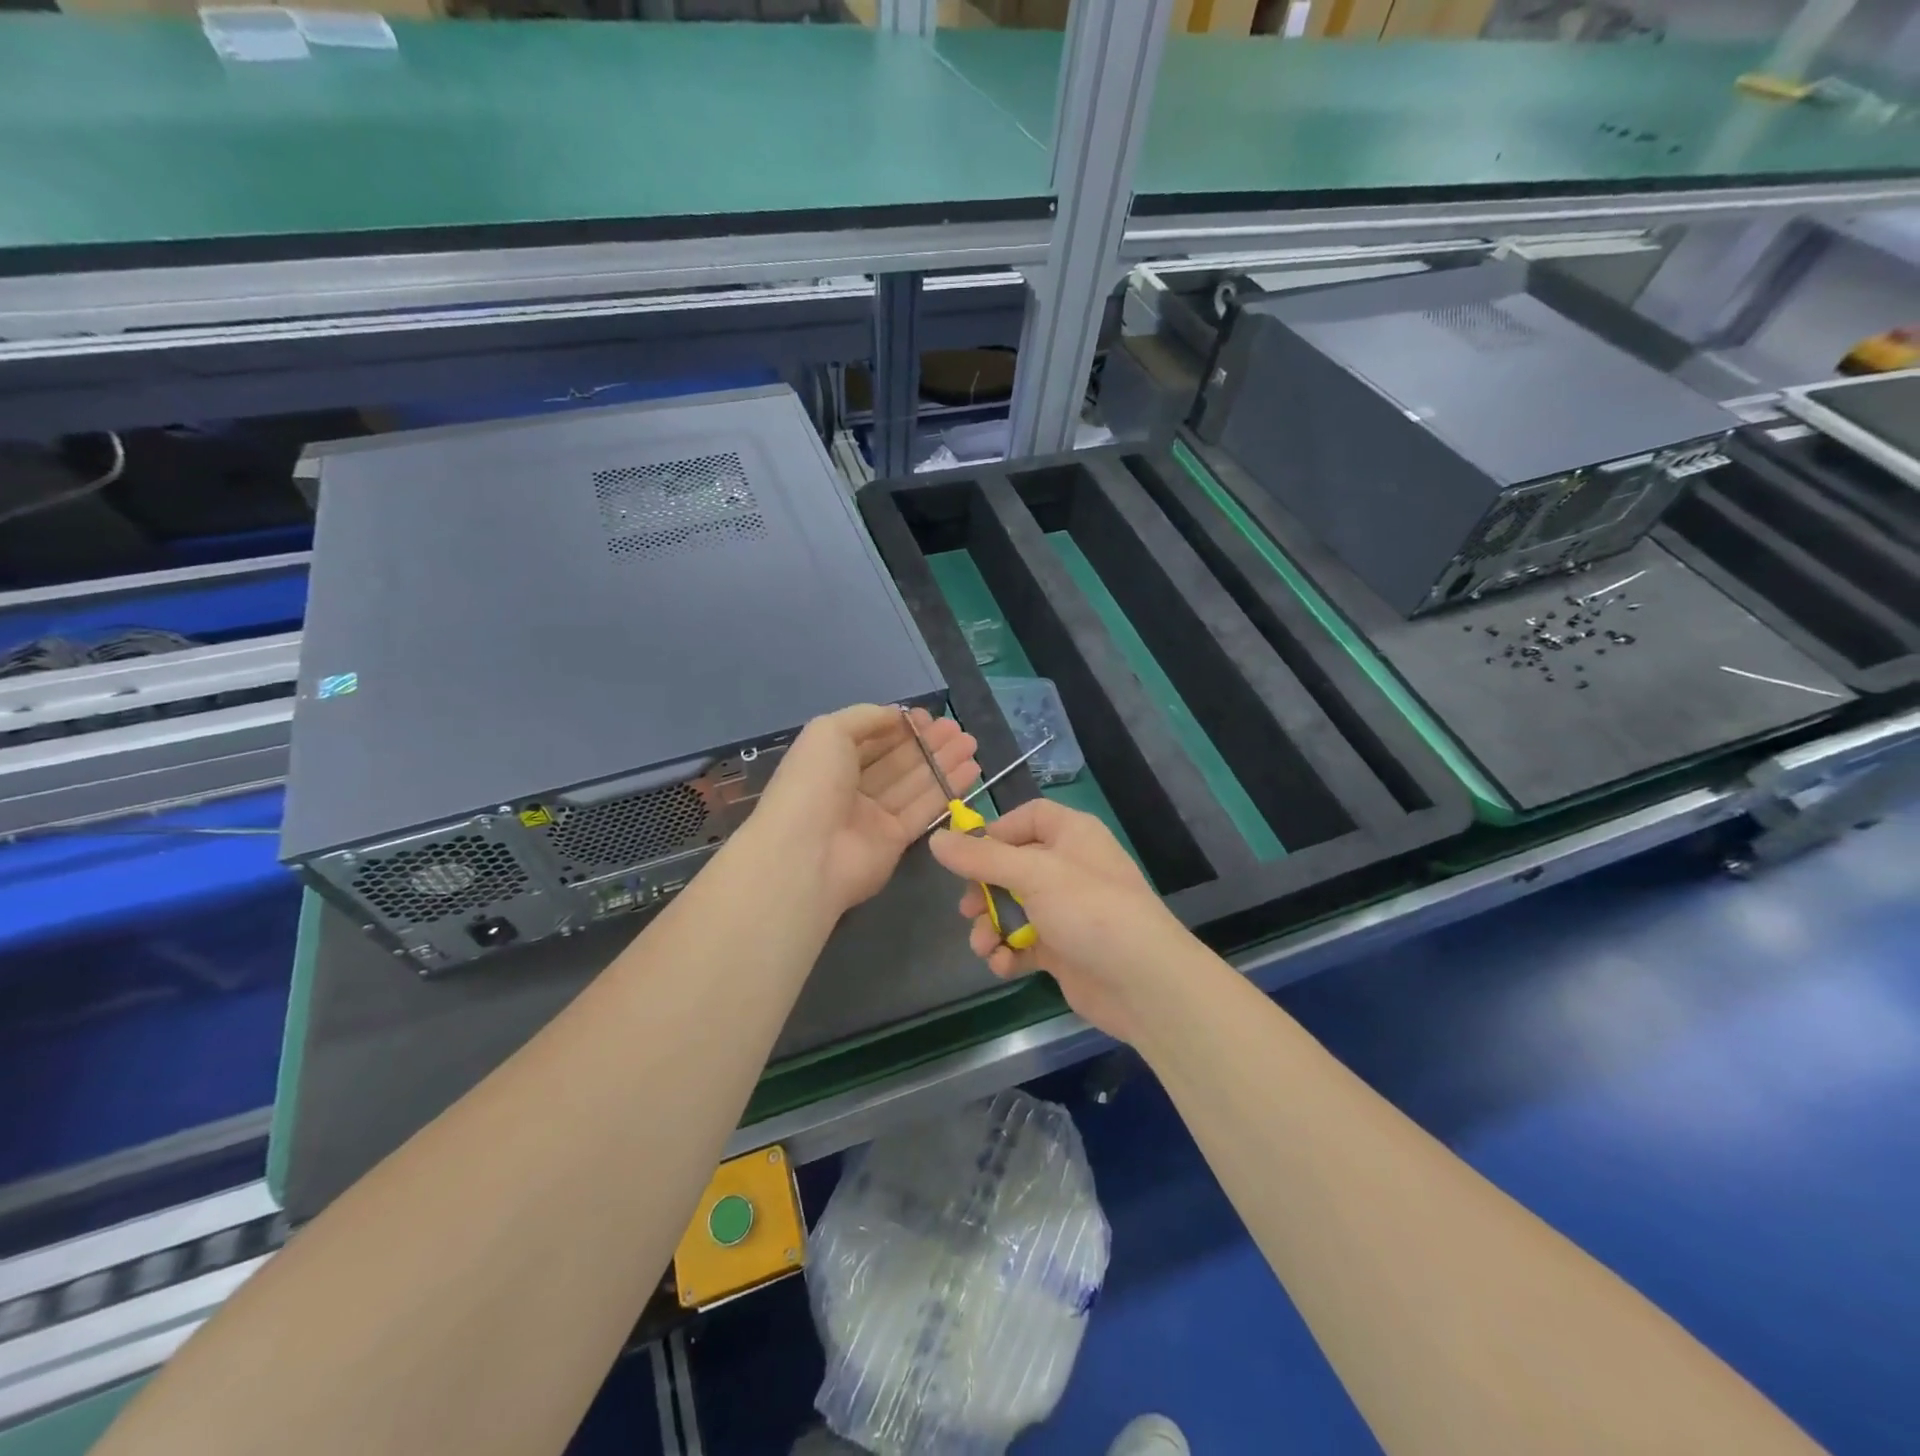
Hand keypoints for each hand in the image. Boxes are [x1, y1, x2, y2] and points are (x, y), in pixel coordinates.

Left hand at [751, 703, 978, 915]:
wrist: (806, 855)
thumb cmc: (812, 784)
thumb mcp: (828, 732)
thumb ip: (865, 717)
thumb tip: (897, 715)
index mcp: (830, 761)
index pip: (872, 739)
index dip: (900, 727)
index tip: (930, 716)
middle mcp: (851, 787)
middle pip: (897, 761)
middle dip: (928, 743)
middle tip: (959, 730)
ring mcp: (873, 816)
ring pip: (914, 783)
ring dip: (943, 762)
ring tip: (972, 744)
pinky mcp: (894, 841)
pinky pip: (924, 809)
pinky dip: (947, 789)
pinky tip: (971, 770)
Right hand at [928, 799, 1195, 1045]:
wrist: (1144, 984)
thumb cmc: (1090, 911)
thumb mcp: (1033, 875)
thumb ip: (982, 858)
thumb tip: (936, 839)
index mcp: (1072, 835)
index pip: (1029, 818)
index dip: (996, 832)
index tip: (967, 854)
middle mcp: (1070, 867)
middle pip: (1013, 866)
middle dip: (984, 890)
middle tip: (967, 909)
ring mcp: (1067, 910)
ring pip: (1014, 908)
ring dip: (992, 926)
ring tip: (983, 946)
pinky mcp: (1064, 948)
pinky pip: (1025, 942)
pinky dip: (1009, 953)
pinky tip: (1002, 965)